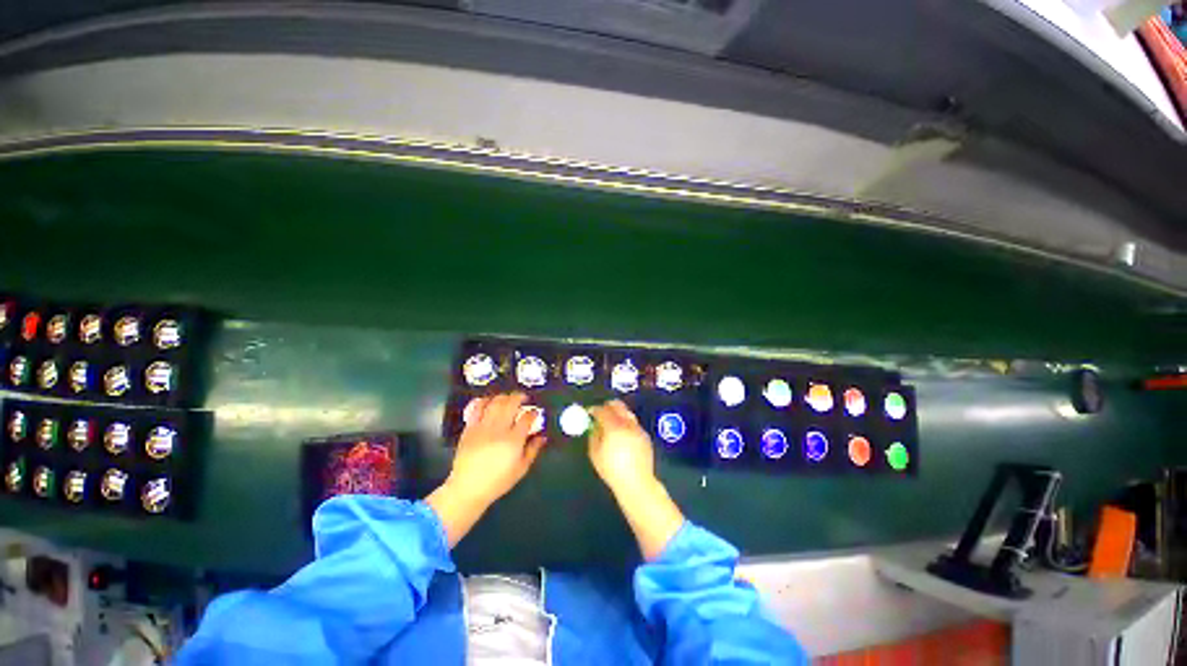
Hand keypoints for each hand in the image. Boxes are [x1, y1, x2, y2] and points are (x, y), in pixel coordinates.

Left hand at [429, 393, 546, 547]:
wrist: (468, 488)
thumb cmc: (498, 481)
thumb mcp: (521, 469)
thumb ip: (533, 450)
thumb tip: (542, 436)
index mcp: (513, 440)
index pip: (527, 418)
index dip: (533, 413)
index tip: (535, 413)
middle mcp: (498, 430)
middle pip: (511, 404)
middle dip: (520, 397)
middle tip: (524, 398)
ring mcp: (482, 427)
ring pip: (495, 402)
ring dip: (504, 396)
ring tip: (509, 398)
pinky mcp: (470, 428)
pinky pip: (477, 408)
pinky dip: (484, 401)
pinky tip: (490, 400)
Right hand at [588, 400, 656, 496]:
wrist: (637, 482)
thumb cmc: (612, 470)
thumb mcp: (595, 454)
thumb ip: (593, 435)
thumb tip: (593, 426)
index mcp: (613, 427)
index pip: (602, 410)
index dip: (594, 409)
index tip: (589, 412)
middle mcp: (627, 424)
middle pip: (617, 405)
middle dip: (607, 406)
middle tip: (600, 412)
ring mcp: (638, 428)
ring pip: (627, 412)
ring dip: (618, 414)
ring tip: (612, 423)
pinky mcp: (645, 435)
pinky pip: (634, 423)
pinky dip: (626, 424)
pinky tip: (623, 435)